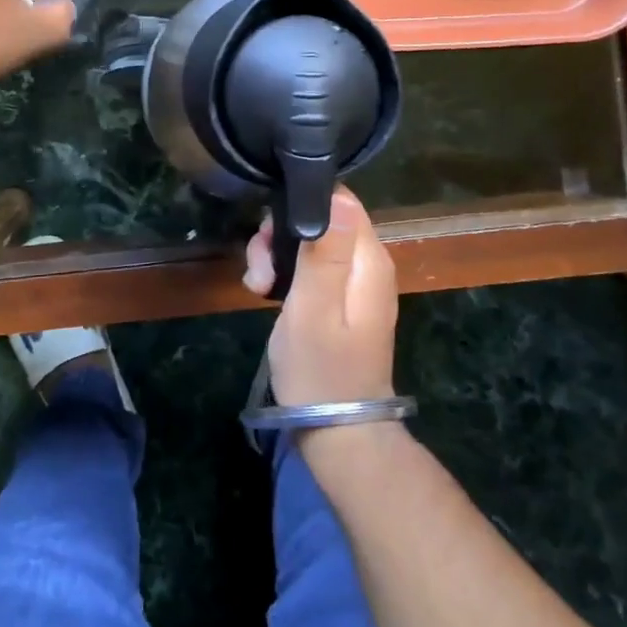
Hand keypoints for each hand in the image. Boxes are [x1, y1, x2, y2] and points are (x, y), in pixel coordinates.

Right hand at [243, 187, 397, 405]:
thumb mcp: (314, 309)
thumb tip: (338, 196)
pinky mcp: (339, 298)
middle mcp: (366, 264)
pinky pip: (310, 266)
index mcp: (368, 260)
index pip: (340, 200)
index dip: (301, 205)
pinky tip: (267, 293)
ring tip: (258, 286)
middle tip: (259, 269)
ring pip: (310, 242)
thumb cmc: (320, 369)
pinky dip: (285, 273)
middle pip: (321, 219)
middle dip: (282, 234)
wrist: (336, 430)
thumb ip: (325, 254)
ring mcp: (353, 282)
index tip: (271, 233)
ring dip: (277, 255)